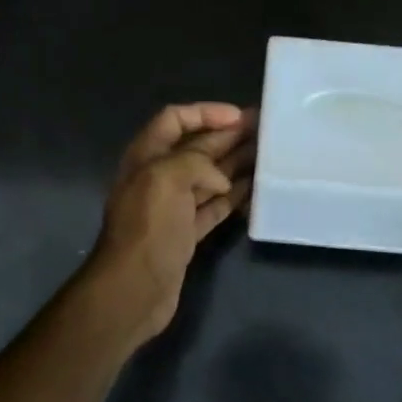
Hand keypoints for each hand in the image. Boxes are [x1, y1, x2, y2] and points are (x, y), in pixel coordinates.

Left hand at [84, 102, 255, 343]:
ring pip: (208, 177)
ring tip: (267, 154)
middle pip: (196, 147)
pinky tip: (256, 188)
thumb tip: (221, 179)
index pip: (174, 119)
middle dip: (228, 135)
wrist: (134, 288)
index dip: (205, 112)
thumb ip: (196, 162)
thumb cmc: (148, 227)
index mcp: (146, 156)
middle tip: (264, 129)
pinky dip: (233, 196)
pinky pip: (214, 206)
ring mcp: (173, 207)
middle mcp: (158, 177)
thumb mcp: (166, 178)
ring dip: (235, 163)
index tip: (239, 116)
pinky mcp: (186, 233)